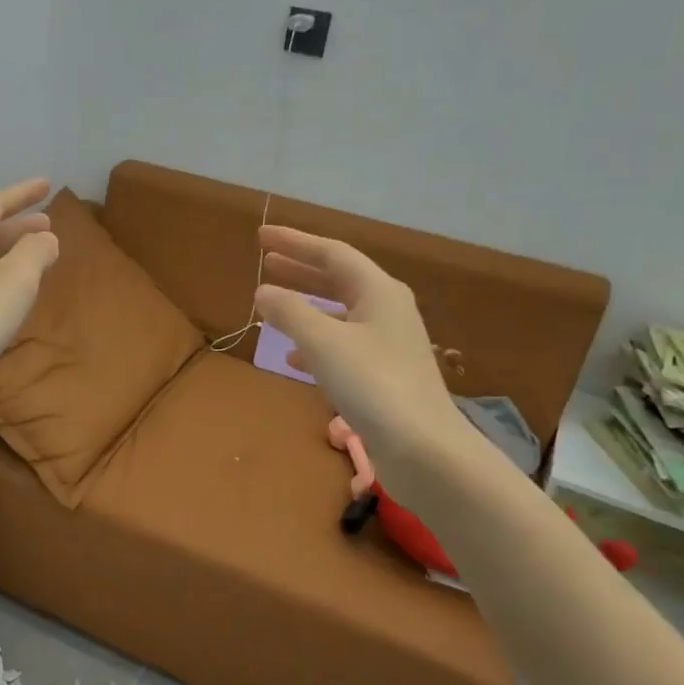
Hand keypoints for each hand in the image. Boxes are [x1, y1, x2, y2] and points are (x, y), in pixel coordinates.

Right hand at [253, 226, 472, 505]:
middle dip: (301, 269)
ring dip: (306, 306)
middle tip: (267, 261)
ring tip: (274, 306)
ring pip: (340, 313)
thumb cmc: (372, 383)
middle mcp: (387, 310)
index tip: (261, 237)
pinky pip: (343, 345)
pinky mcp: (385, 375)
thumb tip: (264, 291)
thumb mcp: (323, 342)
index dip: (294, 242)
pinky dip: (316, 342)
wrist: (422, 448)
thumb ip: (290, 311)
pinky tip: (295, 357)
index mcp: (379, 291)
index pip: (332, 253)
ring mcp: (388, 344)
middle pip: (338, 279)